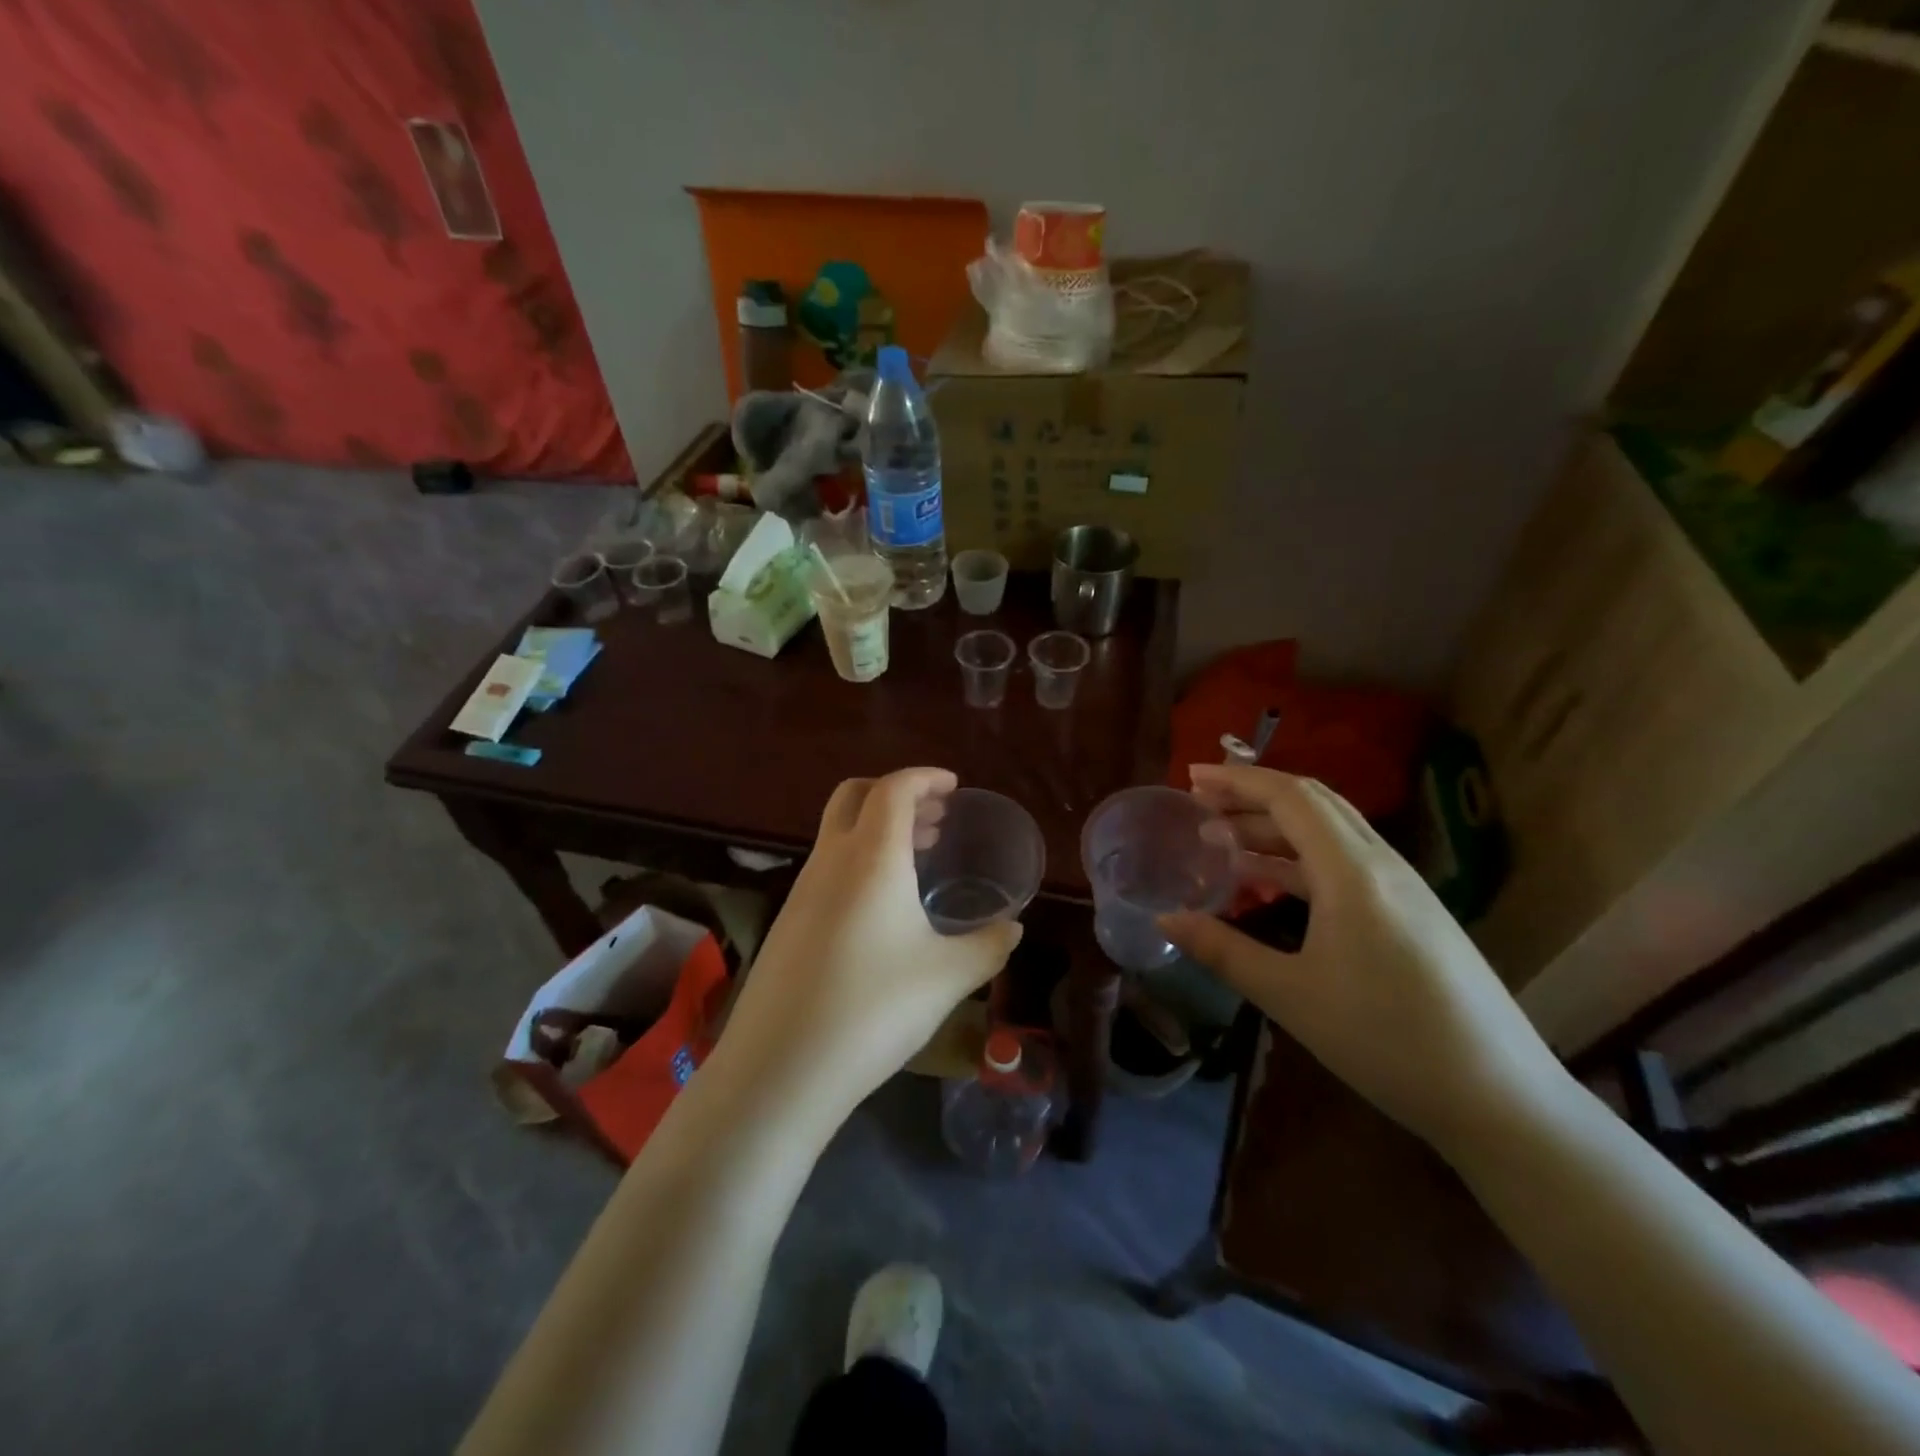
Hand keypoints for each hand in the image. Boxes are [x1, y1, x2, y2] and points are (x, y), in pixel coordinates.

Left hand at [718, 768, 1022, 1119]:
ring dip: (878, 829)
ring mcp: (802, 890)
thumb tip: (1013, 928)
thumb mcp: (947, 977)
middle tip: (936, 818)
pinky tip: (883, 906)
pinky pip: (827, 867)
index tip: (953, 787)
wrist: (781, 1068)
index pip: (893, 789)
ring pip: (838, 832)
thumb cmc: (874, 1008)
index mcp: (871, 857)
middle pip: (855, 796)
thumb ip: (988, 946)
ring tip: (920, 856)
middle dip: (896, 793)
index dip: (924, 778)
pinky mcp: (788, 922)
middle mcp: (830, 860)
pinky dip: (859, 860)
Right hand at [1161, 764, 1567, 1152]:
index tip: (1192, 776)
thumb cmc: (1385, 1040)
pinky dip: (1300, 857)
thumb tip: (1165, 918)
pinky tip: (1272, 883)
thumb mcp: (1290, 995)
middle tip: (1202, 803)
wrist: (1499, 1097)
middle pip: (1313, 803)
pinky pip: (1346, 861)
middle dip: (1254, 795)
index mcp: (1352, 872)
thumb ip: (1222, 950)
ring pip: (1331, 832)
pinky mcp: (1412, 912)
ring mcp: (1403, 887)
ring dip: (1276, 826)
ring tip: (1224, 841)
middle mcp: (1381, 864)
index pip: (1290, 797)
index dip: (1238, 779)